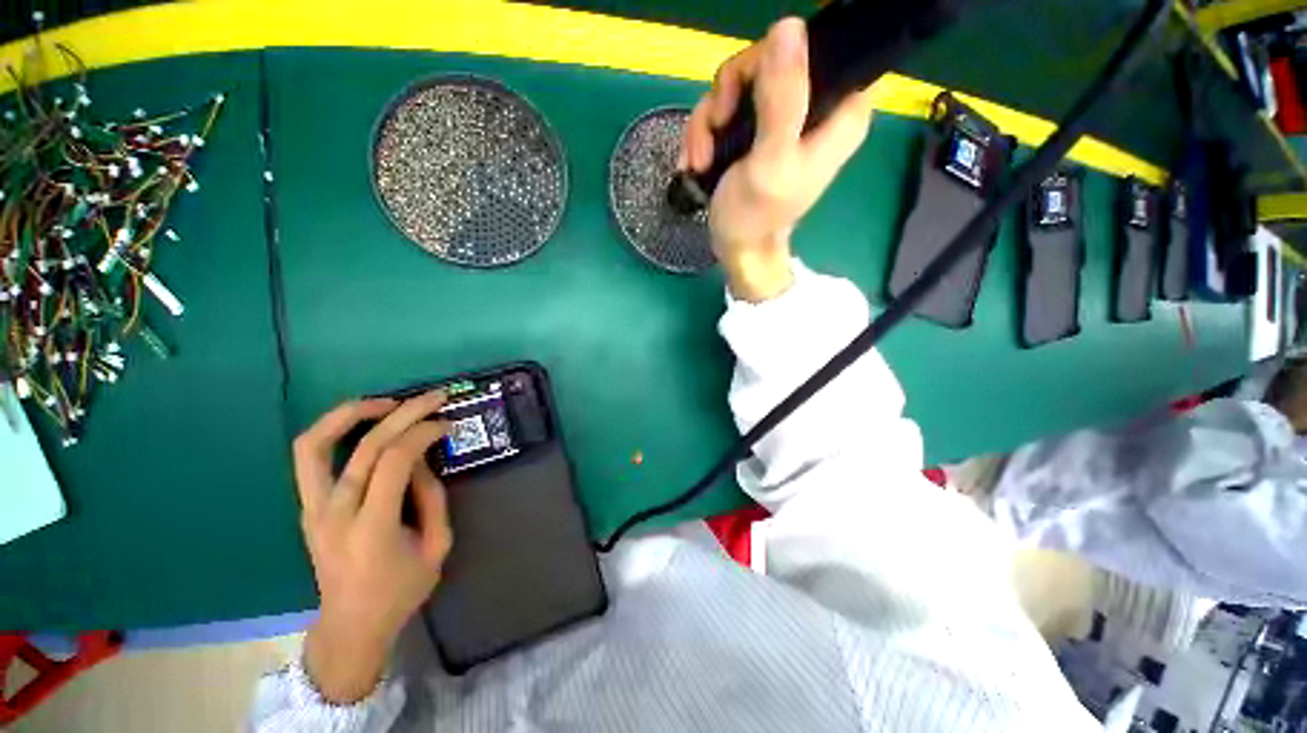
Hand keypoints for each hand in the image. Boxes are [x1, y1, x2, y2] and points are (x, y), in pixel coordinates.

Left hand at [292, 391, 452, 702]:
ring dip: (351, 414)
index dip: (423, 433)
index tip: (447, 424)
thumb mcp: (437, 547)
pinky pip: (310, 457)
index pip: (394, 461)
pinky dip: (334, 430)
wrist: (350, 625)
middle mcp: (335, 513)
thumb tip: (423, 460)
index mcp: (371, 528)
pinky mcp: (307, 507)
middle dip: (404, 413)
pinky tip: (364, 423)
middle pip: (365, 446)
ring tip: (387, 403)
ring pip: (315, 444)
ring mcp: (313, 509)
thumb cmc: (400, 591)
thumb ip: (433, 499)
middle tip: (433, 398)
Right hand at [680, 17, 874, 301]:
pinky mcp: (756, 129)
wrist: (738, 248)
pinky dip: (706, 133)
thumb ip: (783, 99)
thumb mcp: (770, 162)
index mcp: (839, 112)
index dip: (778, 58)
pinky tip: (698, 159)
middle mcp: (814, 106)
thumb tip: (788, 27)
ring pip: (740, 84)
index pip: (819, 48)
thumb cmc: (756, 217)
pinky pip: (726, 107)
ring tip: (701, 158)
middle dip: (730, 95)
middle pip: (769, 60)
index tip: (750, 93)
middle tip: (717, 127)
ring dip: (710, 120)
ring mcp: (781, 117)